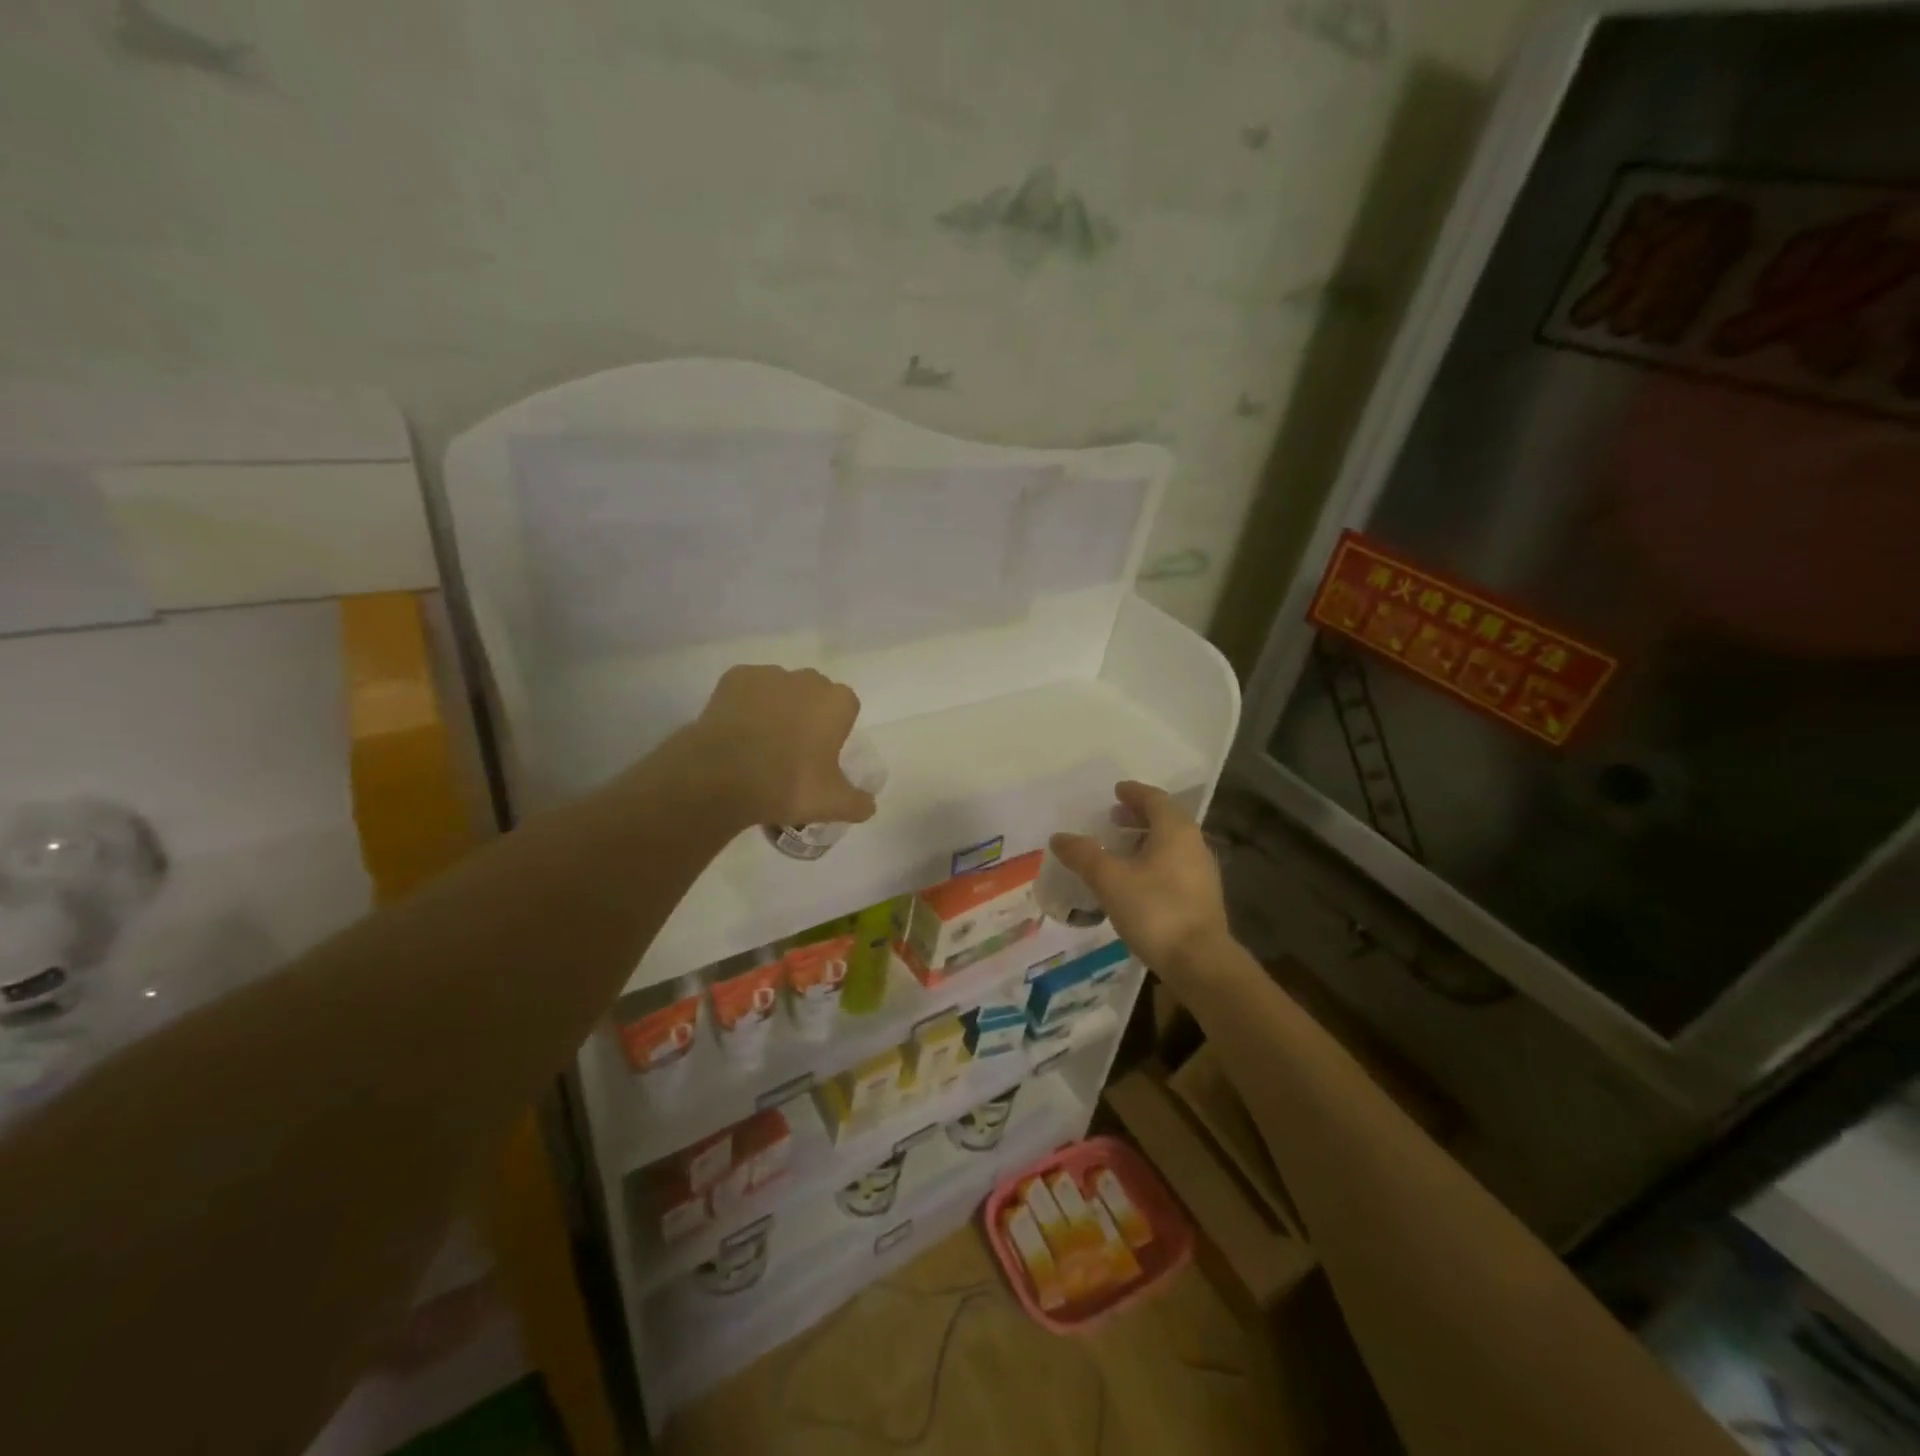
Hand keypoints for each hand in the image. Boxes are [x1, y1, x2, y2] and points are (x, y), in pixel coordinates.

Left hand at [683, 665, 876, 829]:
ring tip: (760, 743)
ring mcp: (769, 674)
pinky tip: (737, 732)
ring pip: (781, 689)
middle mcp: (807, 679)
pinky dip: (746, 705)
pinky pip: (749, 689)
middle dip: (808, 714)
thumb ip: (858, 803)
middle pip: (815, 693)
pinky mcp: (735, 677)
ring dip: (777, 707)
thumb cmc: (787, 785)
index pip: (847, 708)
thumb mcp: (833, 804)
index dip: (836, 729)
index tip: (823, 753)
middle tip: (793, 750)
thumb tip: (868, 805)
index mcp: (837, 702)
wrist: (721, 776)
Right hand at [1049, 781, 1232, 980]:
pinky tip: (1135, 881)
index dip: (1134, 793)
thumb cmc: (1155, 910)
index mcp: (1175, 830)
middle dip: (1139, 816)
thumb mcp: (1109, 880)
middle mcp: (1193, 844)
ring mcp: (1201, 873)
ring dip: (1146, 840)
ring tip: (1120, 850)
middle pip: (1166, 820)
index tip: (1116, 791)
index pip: (1155, 799)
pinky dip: (1154, 862)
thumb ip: (1084, 855)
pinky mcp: (1201, 899)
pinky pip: (1174, 866)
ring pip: (1171, 845)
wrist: (1200, 963)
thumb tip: (1059, 837)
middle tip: (1113, 818)